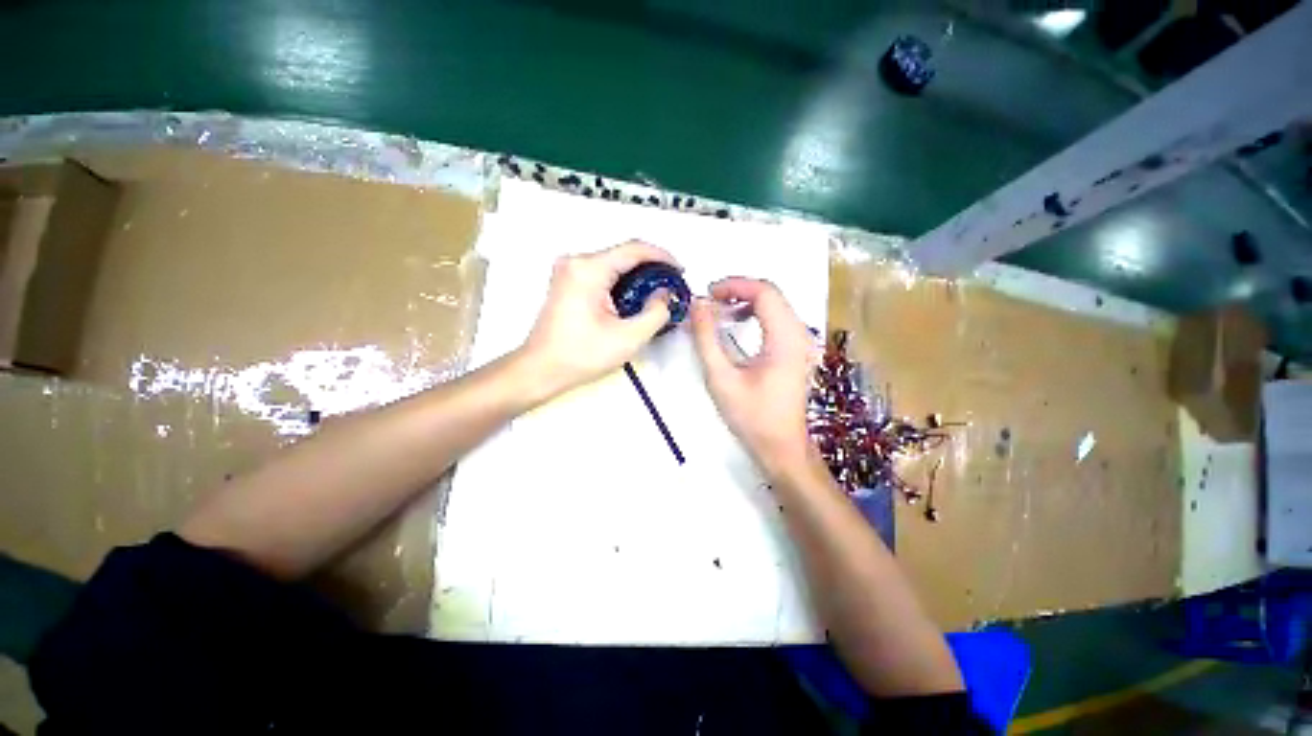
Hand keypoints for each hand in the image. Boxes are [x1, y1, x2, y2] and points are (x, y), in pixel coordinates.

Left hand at [521, 240, 676, 397]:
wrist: (541, 369)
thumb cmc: (579, 356)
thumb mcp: (628, 338)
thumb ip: (656, 313)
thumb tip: (664, 294)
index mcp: (588, 269)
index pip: (634, 249)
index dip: (662, 256)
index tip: (679, 271)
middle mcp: (575, 262)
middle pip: (623, 254)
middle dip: (651, 268)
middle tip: (670, 286)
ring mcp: (568, 270)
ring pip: (613, 263)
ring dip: (637, 276)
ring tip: (656, 295)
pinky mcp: (567, 281)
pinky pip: (602, 273)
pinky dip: (621, 282)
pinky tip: (633, 299)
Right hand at [691, 278, 815, 476]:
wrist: (781, 446)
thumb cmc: (751, 416)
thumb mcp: (721, 378)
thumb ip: (706, 338)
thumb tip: (698, 305)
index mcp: (785, 339)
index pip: (764, 292)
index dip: (734, 285)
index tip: (707, 294)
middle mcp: (799, 334)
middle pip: (771, 294)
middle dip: (738, 290)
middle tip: (709, 300)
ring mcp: (801, 341)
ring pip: (775, 304)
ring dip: (745, 300)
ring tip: (718, 310)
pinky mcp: (796, 350)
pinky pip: (776, 318)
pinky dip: (754, 313)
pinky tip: (736, 322)